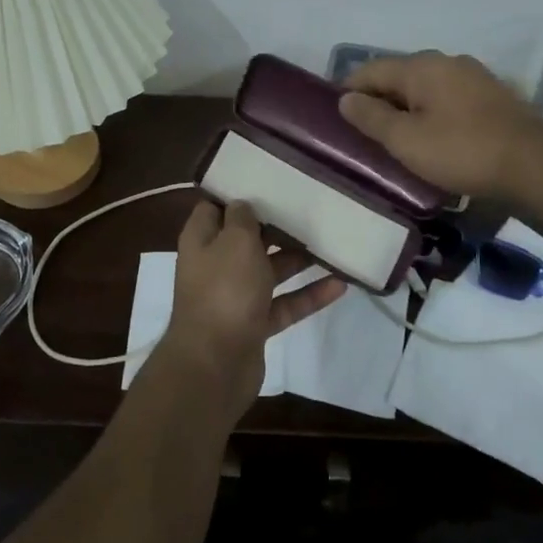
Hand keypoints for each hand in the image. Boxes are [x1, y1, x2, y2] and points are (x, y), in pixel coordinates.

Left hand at [160, 199, 345, 425]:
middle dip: (276, 226)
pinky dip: (308, 295)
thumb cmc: (224, 290)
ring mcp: (235, 296)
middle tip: (310, 208)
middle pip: (247, 238)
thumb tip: (243, 205)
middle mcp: (216, 264)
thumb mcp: (236, 241)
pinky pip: (285, 303)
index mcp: (202, 239)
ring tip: (331, 242)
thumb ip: (243, 218)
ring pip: (270, 270)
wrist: (215, 363)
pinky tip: (340, 284)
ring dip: (298, 259)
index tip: (269, 179)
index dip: (238, 193)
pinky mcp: (255, 324)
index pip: (216, 207)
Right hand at [341, 51, 542, 206]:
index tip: (335, 115)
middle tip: (363, 133)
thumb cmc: (462, 151)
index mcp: (421, 66)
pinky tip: (432, 139)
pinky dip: (431, 114)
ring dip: (406, 109)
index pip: (370, 69)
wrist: (537, 167)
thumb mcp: (406, 140)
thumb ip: (371, 117)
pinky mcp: (493, 98)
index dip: (349, 90)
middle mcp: (447, 62)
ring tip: (395, 139)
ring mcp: (474, 78)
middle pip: (399, 76)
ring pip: (425, 89)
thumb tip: (345, 98)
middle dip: (378, 100)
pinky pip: (448, 100)